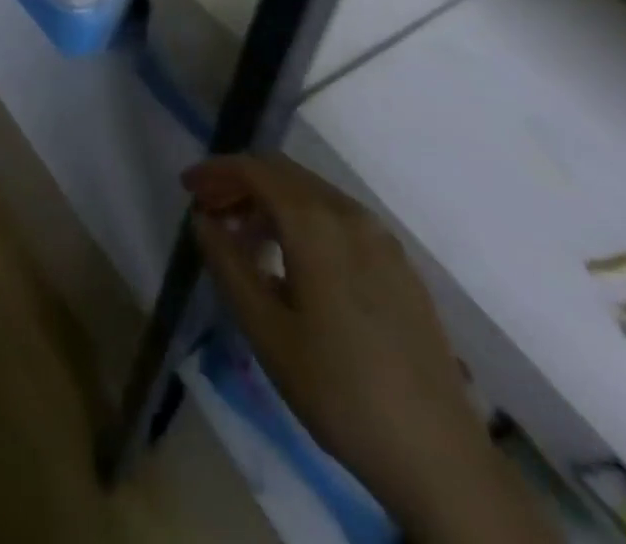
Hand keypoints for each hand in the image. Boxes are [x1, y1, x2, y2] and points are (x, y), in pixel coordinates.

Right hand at [186, 155, 556, 543]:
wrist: (438, 454)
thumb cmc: (339, 392)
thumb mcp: (267, 333)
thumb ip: (228, 265)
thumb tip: (203, 220)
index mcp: (316, 224)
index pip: (256, 170)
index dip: (217, 171)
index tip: (187, 187)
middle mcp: (350, 214)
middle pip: (284, 174)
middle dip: (240, 182)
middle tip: (208, 211)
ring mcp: (380, 237)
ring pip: (312, 194)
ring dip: (271, 202)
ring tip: (243, 238)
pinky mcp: (398, 262)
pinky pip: (338, 218)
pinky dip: (303, 220)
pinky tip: (292, 261)